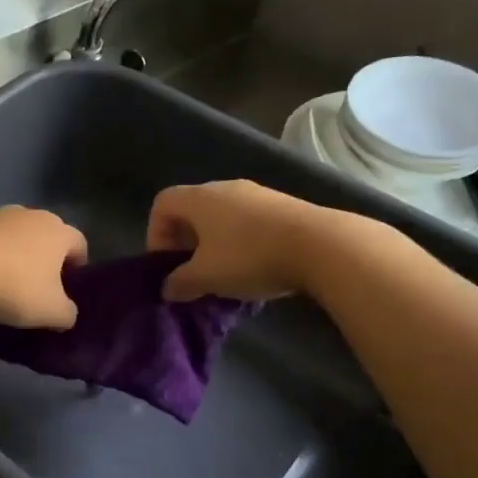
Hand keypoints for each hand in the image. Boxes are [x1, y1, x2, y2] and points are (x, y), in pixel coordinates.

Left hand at [0, 206, 88, 327]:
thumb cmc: (16, 287)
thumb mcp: (51, 312)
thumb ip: (67, 313)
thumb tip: (67, 313)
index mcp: (59, 231)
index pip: (79, 244)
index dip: (78, 266)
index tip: (69, 287)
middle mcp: (33, 214)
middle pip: (48, 236)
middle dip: (47, 258)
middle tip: (40, 286)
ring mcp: (0, 215)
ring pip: (18, 235)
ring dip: (18, 254)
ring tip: (9, 281)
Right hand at [145, 180, 324, 301]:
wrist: (322, 245)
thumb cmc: (249, 257)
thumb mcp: (206, 277)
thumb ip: (180, 282)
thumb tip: (167, 288)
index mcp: (199, 199)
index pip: (162, 204)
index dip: (156, 234)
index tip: (167, 265)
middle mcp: (225, 188)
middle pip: (192, 209)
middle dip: (185, 242)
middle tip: (192, 272)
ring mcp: (258, 194)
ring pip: (222, 216)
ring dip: (214, 244)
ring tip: (224, 274)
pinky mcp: (283, 206)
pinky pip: (248, 222)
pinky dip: (241, 242)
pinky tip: (254, 268)